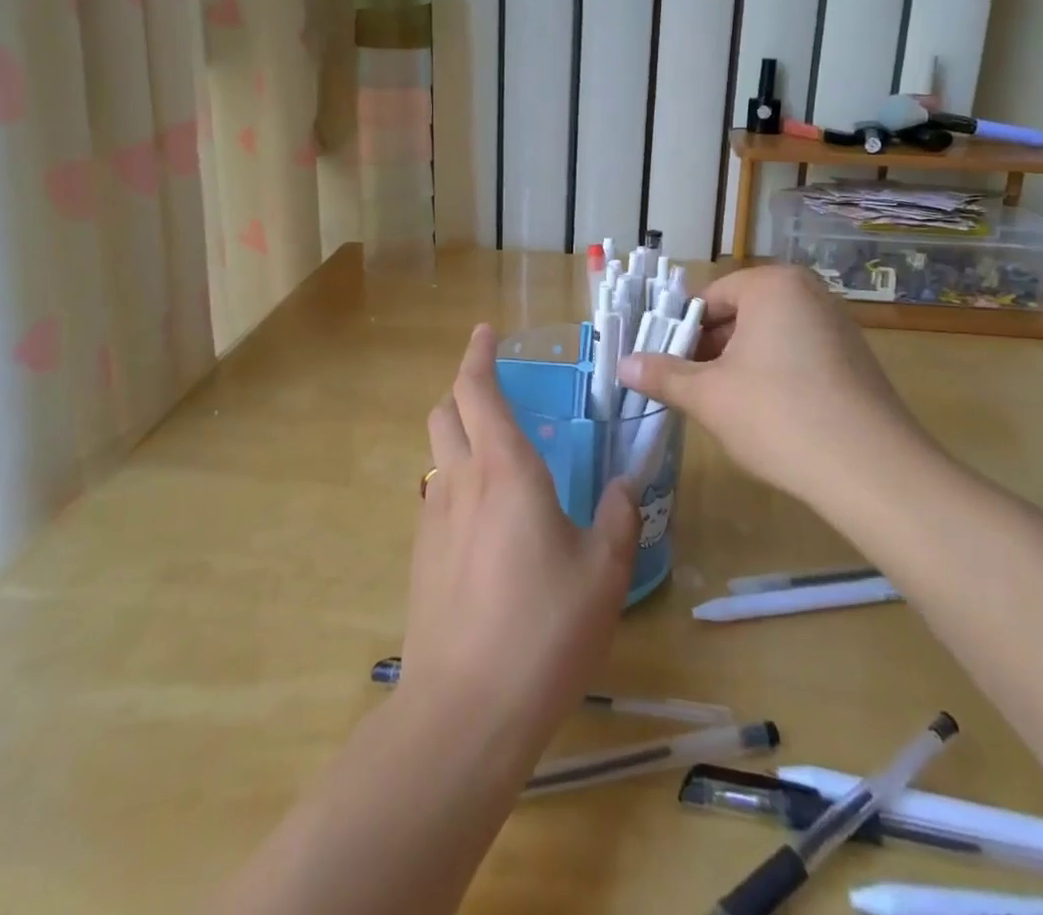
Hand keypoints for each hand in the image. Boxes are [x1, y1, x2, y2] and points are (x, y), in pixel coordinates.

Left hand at [403, 325, 638, 756]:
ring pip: (438, 455)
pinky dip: (457, 485)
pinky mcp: (420, 556)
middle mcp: (460, 480)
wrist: (465, 710)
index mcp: (505, 469)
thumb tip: (622, 485)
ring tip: (500, 464)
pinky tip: (487, 526)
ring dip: (460, 439)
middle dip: (464, 390)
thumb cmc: (543, 629)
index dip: (477, 354)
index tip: (485, 332)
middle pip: (445, 412)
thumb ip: (616, 517)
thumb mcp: (602, 572)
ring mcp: (432, 518)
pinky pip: (437, 498)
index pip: (477, 389)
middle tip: (497, 395)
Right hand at [616, 265, 936, 509]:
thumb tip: (623, 364)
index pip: (709, 297)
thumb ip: (663, 375)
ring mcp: (836, 326)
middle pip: (739, 315)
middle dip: (708, 350)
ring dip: (737, 366)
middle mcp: (808, 293)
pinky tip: (763, 415)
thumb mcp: (709, 396)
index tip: (662, 365)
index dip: (679, 331)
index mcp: (773, 285)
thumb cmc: (779, 416)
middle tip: (685, 388)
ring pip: (767, 337)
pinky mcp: (853, 360)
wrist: (873, 472)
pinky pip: (796, 355)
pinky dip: (772, 376)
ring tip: (719, 406)